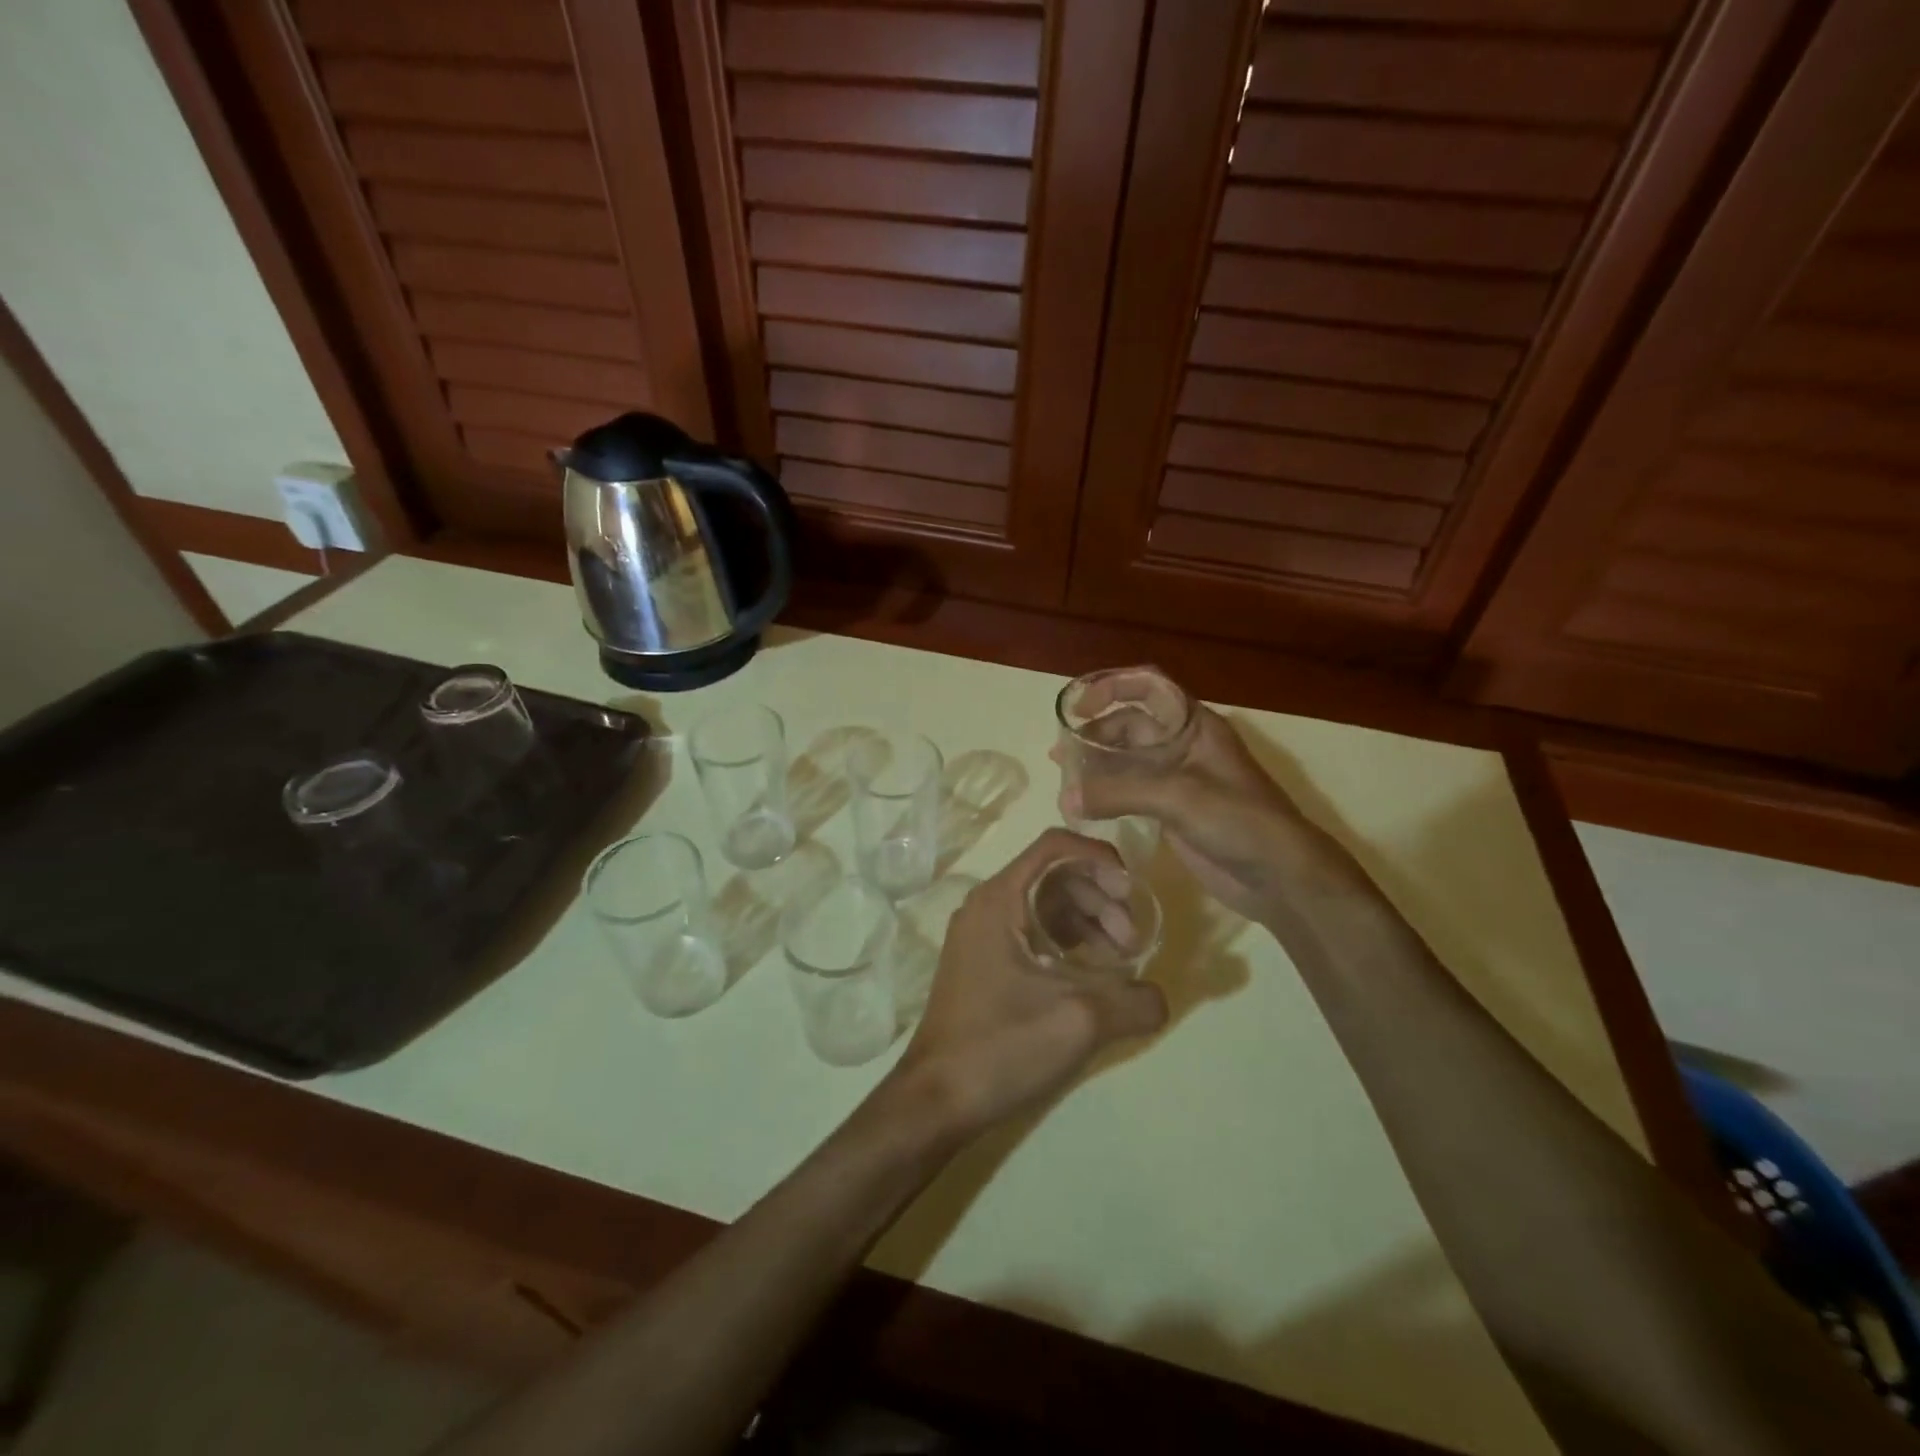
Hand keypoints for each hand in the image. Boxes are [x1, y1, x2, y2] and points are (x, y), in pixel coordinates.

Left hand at [893, 829, 1167, 1139]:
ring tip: (1120, 962)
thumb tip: (1160, 995)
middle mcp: (986, 906)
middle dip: (1100, 898)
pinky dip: (1067, 944)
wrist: (935, 1101)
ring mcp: (982, 935)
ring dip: (1087, 923)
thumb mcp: (1079, 1021)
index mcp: (998, 898)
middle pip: (1053, 876)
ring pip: (1044, 906)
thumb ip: (1134, 1000)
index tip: (1132, 890)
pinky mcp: (984, 964)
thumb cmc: (1001, 1046)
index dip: (1100, 857)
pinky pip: (1033, 933)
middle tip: (1132, 941)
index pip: (1054, 846)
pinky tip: (1092, 977)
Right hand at [1060, 670, 1370, 925]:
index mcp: (1194, 726)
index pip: (1149, 688)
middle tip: (1060, 756)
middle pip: (1131, 727)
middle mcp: (1183, 746)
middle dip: (1095, 735)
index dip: (1112, 688)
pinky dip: (1108, 795)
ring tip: (1065, 782)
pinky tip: (1085, 807)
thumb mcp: (1178, 796)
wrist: (1280, 876)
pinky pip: (1132, 793)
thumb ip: (1119, 793)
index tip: (1079, 706)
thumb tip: (1066, 799)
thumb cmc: (1238, 820)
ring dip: (1097, 767)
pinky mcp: (1173, 812)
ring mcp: (1178, 780)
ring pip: (1129, 762)